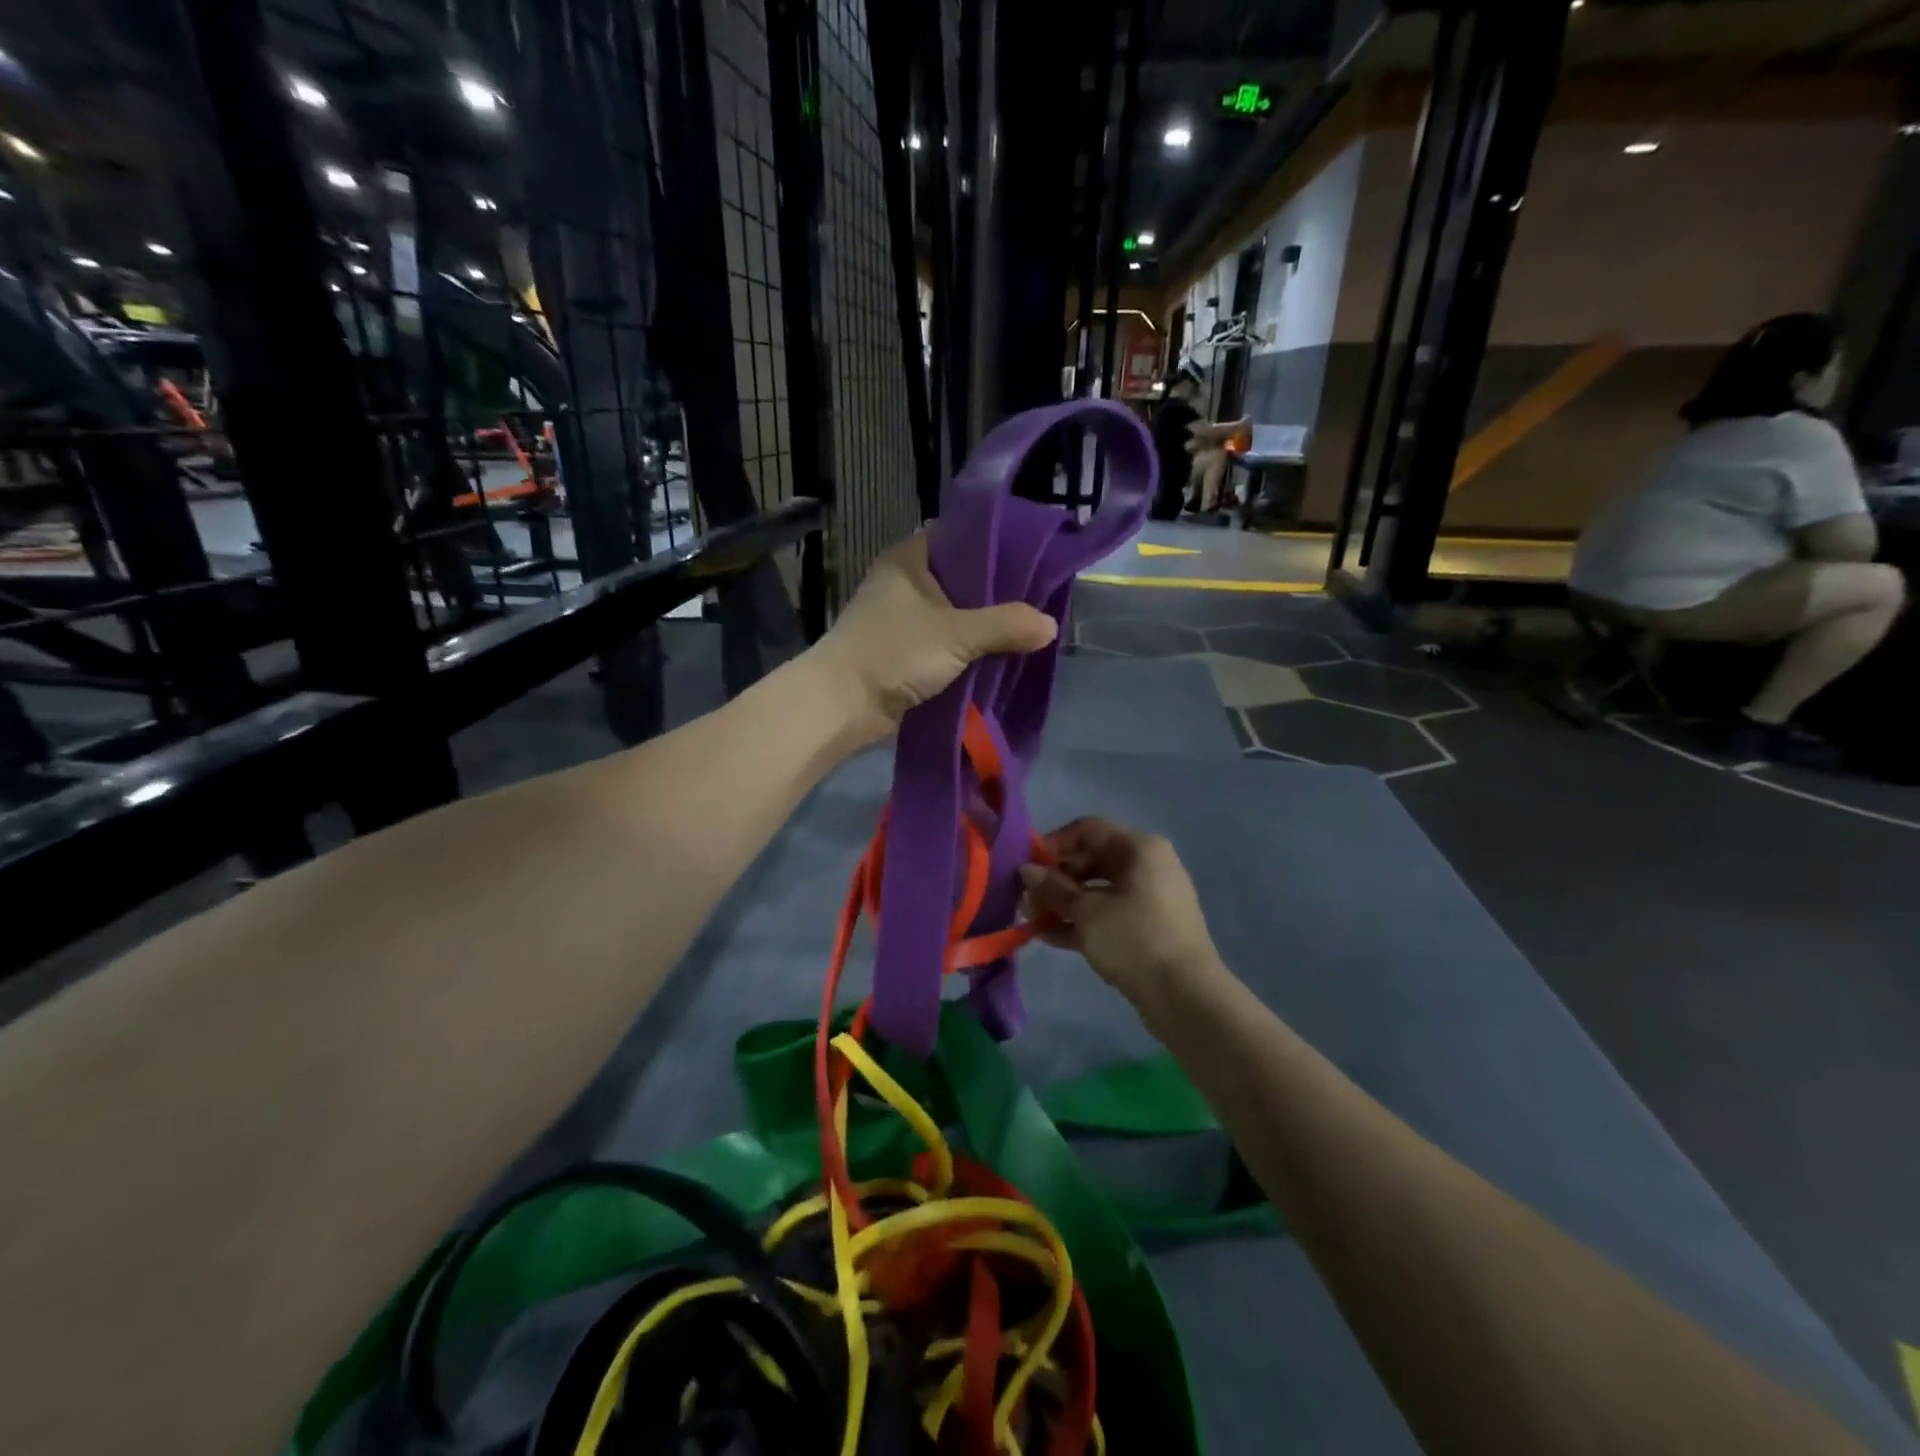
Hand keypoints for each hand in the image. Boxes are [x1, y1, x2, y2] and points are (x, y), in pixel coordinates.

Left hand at [807, 534, 1056, 748]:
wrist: (842, 705)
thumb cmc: (894, 653)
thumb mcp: (956, 634)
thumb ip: (1006, 625)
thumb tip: (1050, 626)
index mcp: (912, 557)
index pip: (964, 535)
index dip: (1001, 543)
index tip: (1038, 557)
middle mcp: (908, 580)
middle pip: (966, 578)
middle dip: (1001, 592)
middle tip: (1043, 598)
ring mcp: (906, 617)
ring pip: (960, 613)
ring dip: (988, 625)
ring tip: (1032, 628)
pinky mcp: (908, 650)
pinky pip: (951, 642)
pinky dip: (973, 649)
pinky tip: (1004, 655)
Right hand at [1018, 818, 1222, 1012]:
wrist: (1185, 996)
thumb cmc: (1134, 939)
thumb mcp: (1086, 912)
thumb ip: (1053, 888)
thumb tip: (1027, 870)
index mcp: (1139, 849)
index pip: (1088, 830)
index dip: (1054, 844)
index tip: (1026, 866)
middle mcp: (1147, 866)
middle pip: (1091, 860)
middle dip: (1055, 878)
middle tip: (1026, 898)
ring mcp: (1149, 898)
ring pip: (1097, 890)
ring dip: (1063, 902)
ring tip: (1031, 919)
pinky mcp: (1147, 928)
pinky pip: (1108, 913)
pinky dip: (1081, 921)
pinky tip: (1048, 935)